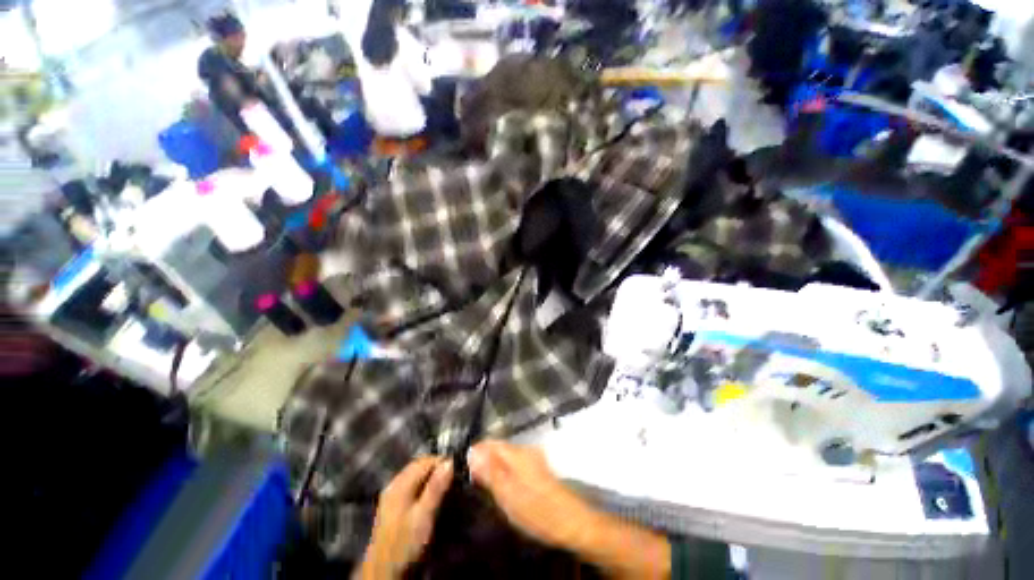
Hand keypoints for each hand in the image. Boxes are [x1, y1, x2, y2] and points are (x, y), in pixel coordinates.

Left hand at [359, 457, 452, 578]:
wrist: (383, 572)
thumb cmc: (405, 544)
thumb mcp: (424, 516)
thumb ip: (436, 488)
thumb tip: (450, 462)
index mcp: (400, 484)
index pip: (425, 461)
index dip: (442, 461)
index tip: (458, 468)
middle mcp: (394, 484)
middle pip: (418, 466)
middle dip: (436, 467)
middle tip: (453, 477)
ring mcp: (391, 495)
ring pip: (415, 475)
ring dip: (430, 476)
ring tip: (445, 485)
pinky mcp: (392, 506)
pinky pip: (411, 485)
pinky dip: (423, 485)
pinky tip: (430, 496)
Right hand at [467, 440, 596, 549]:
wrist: (571, 521)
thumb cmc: (536, 510)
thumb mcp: (507, 494)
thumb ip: (489, 472)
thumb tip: (472, 454)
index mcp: (516, 453)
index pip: (490, 443)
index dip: (476, 452)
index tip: (465, 468)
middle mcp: (525, 449)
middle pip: (499, 447)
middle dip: (484, 459)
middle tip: (473, 479)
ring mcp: (534, 457)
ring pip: (507, 455)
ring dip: (494, 465)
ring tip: (485, 484)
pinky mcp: (538, 467)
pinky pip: (515, 463)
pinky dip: (505, 471)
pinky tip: (503, 486)